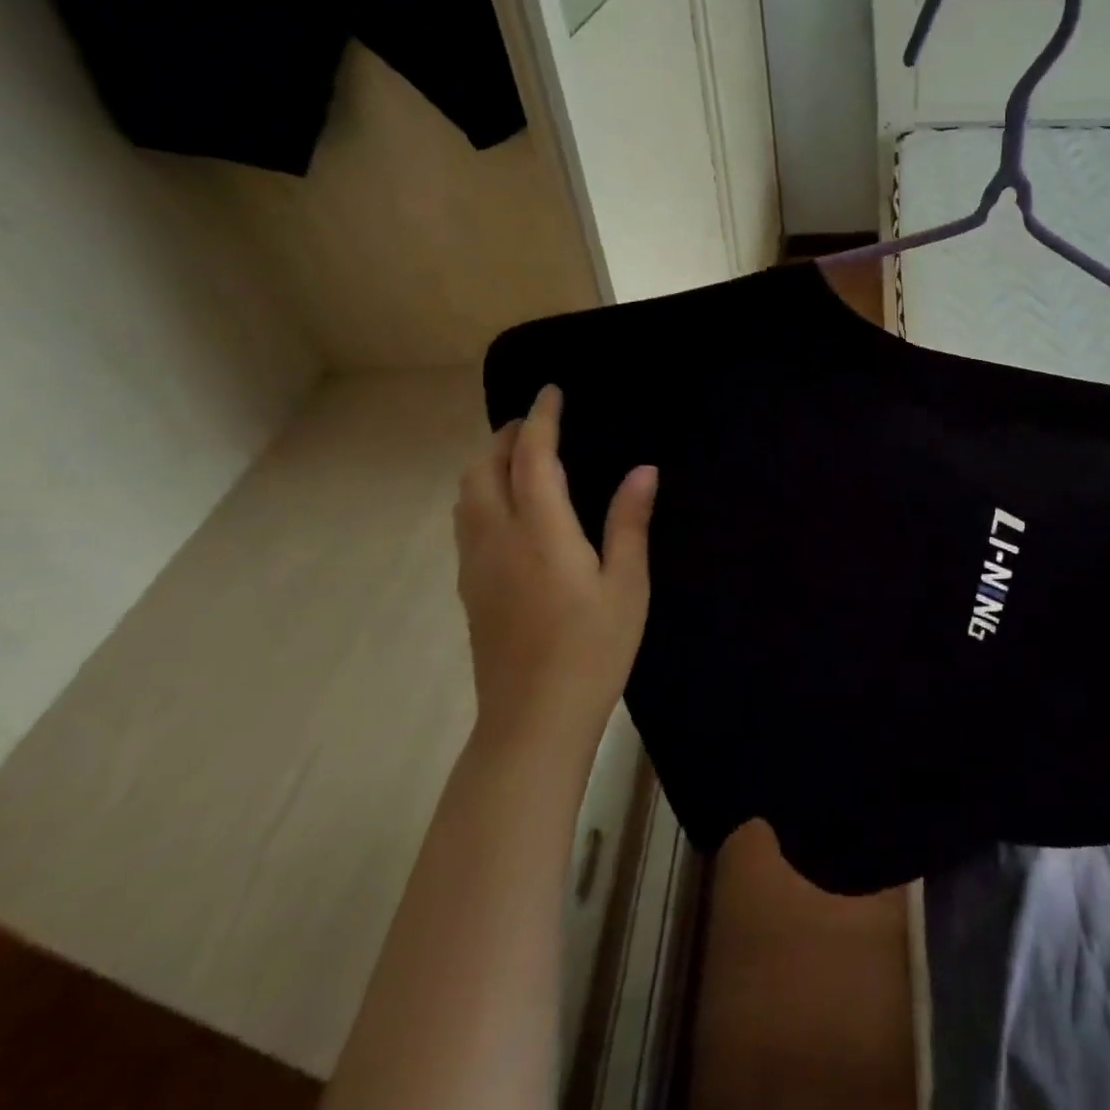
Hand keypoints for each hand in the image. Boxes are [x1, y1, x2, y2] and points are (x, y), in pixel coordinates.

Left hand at [453, 384, 657, 738]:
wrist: (533, 718)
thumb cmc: (593, 648)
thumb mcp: (627, 585)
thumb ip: (629, 522)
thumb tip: (643, 470)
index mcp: (541, 532)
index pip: (533, 458)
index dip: (542, 419)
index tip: (552, 391)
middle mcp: (498, 538)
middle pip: (483, 468)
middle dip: (507, 436)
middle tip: (539, 424)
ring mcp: (476, 564)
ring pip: (467, 494)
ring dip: (489, 463)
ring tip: (522, 458)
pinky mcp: (470, 587)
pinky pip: (466, 520)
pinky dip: (483, 493)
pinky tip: (510, 508)